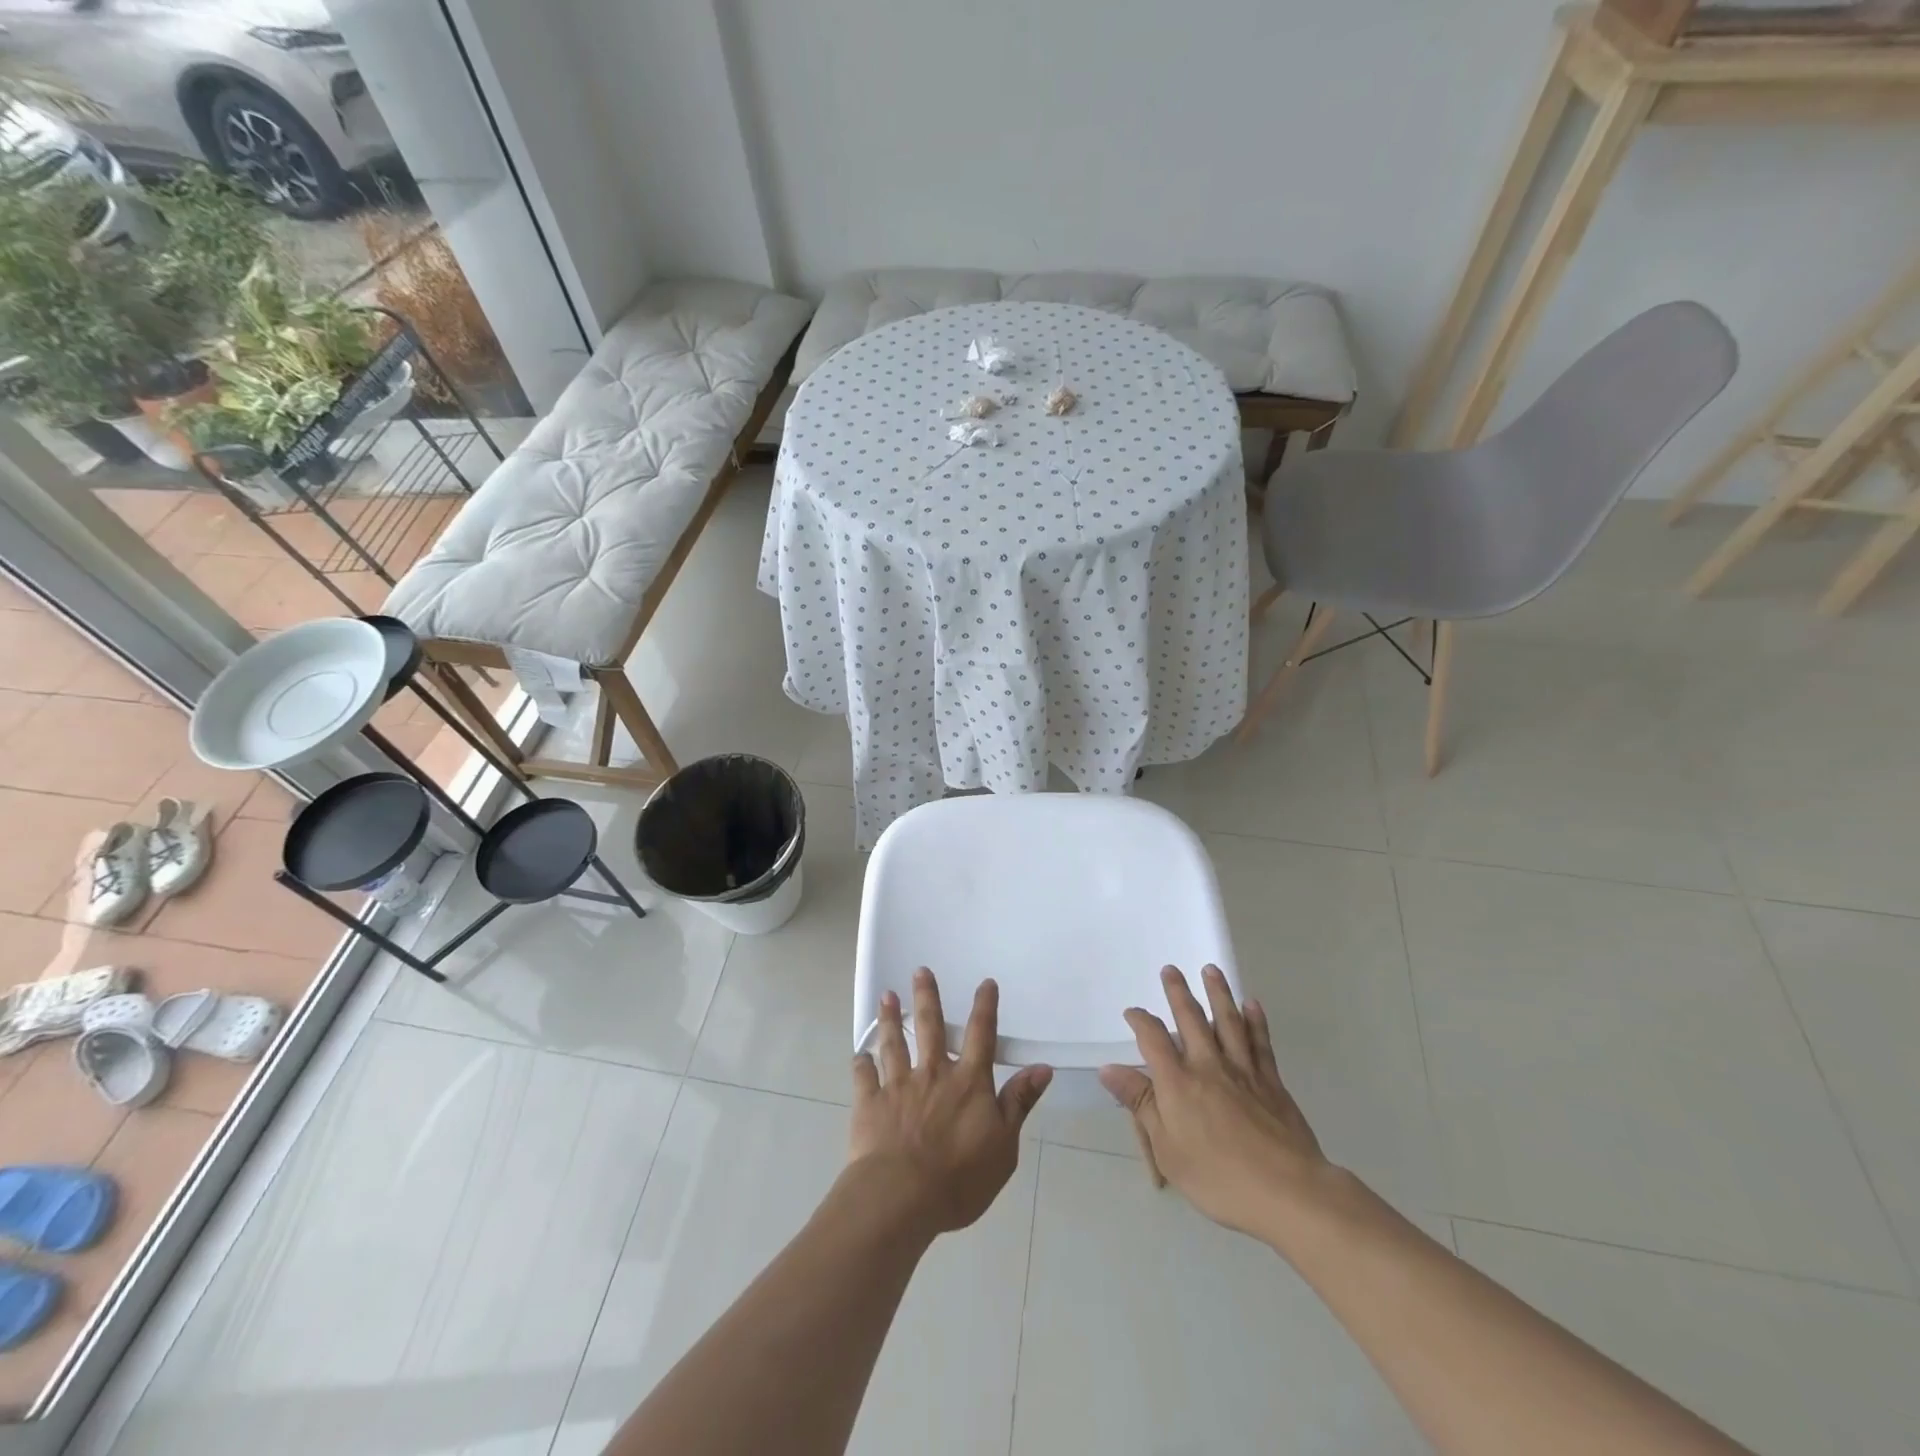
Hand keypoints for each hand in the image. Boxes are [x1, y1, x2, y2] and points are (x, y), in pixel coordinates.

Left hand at [849, 968, 1052, 1235]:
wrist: (901, 1196)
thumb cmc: (960, 1177)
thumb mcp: (1004, 1145)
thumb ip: (1019, 1103)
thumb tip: (1042, 1068)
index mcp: (968, 1082)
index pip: (981, 1035)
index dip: (985, 1007)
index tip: (985, 983)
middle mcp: (933, 1073)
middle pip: (930, 1027)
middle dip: (926, 997)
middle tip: (920, 970)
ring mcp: (898, 1085)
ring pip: (894, 1044)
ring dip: (890, 1019)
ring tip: (886, 996)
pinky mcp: (870, 1103)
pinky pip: (864, 1077)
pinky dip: (861, 1064)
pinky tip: (859, 1055)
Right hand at [1099, 965, 1329, 1240]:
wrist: (1288, 1192)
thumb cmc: (1218, 1177)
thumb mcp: (1167, 1148)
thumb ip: (1140, 1103)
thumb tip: (1109, 1069)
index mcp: (1178, 1082)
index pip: (1152, 1039)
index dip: (1140, 1021)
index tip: (1132, 1012)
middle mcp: (1208, 1066)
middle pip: (1190, 1019)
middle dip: (1178, 993)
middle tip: (1171, 969)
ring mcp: (1243, 1071)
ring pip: (1228, 1021)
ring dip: (1218, 993)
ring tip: (1211, 970)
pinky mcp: (1272, 1082)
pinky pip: (1261, 1042)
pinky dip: (1256, 1021)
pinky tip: (1252, 1005)